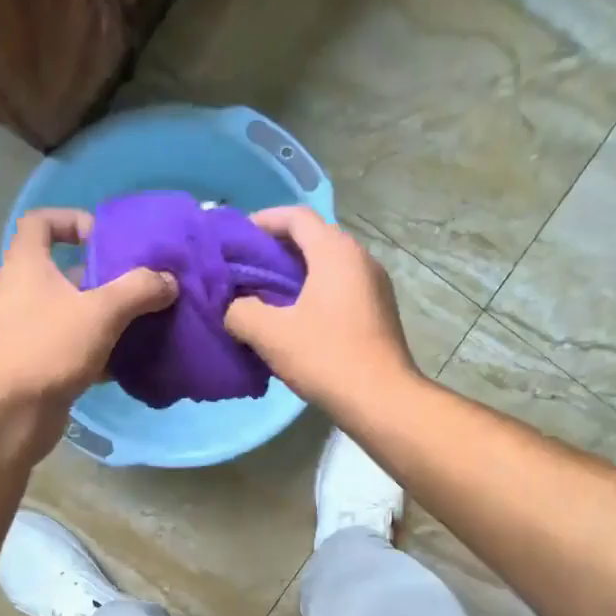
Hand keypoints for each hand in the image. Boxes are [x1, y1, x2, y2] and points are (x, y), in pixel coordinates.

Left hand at [0, 209, 176, 461]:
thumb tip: (169, 280)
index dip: (73, 220)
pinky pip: (73, 346)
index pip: (41, 222)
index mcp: (27, 264)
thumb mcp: (100, 312)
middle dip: (104, 276)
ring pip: (72, 312)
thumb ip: (138, 290)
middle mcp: (22, 291)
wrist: (7, 414)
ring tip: (144, 321)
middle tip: (141, 285)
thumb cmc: (47, 348)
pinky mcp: (38, 363)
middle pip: (65, 270)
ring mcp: (28, 330)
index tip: (106, 238)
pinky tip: (129, 360)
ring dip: (106, 315)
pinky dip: (99, 350)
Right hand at [225, 207, 419, 414]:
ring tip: (268, 296)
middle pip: (314, 238)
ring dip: (298, 274)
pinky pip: (342, 288)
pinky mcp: (380, 311)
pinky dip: (316, 292)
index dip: (263, 221)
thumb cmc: (326, 357)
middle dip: (278, 249)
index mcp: (335, 251)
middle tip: (248, 270)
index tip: (238, 239)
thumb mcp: (270, 334)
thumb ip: (241, 311)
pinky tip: (298, 320)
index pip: (296, 216)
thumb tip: (234, 308)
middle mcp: (360, 258)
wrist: (381, 399)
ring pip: (329, 265)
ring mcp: (375, 285)